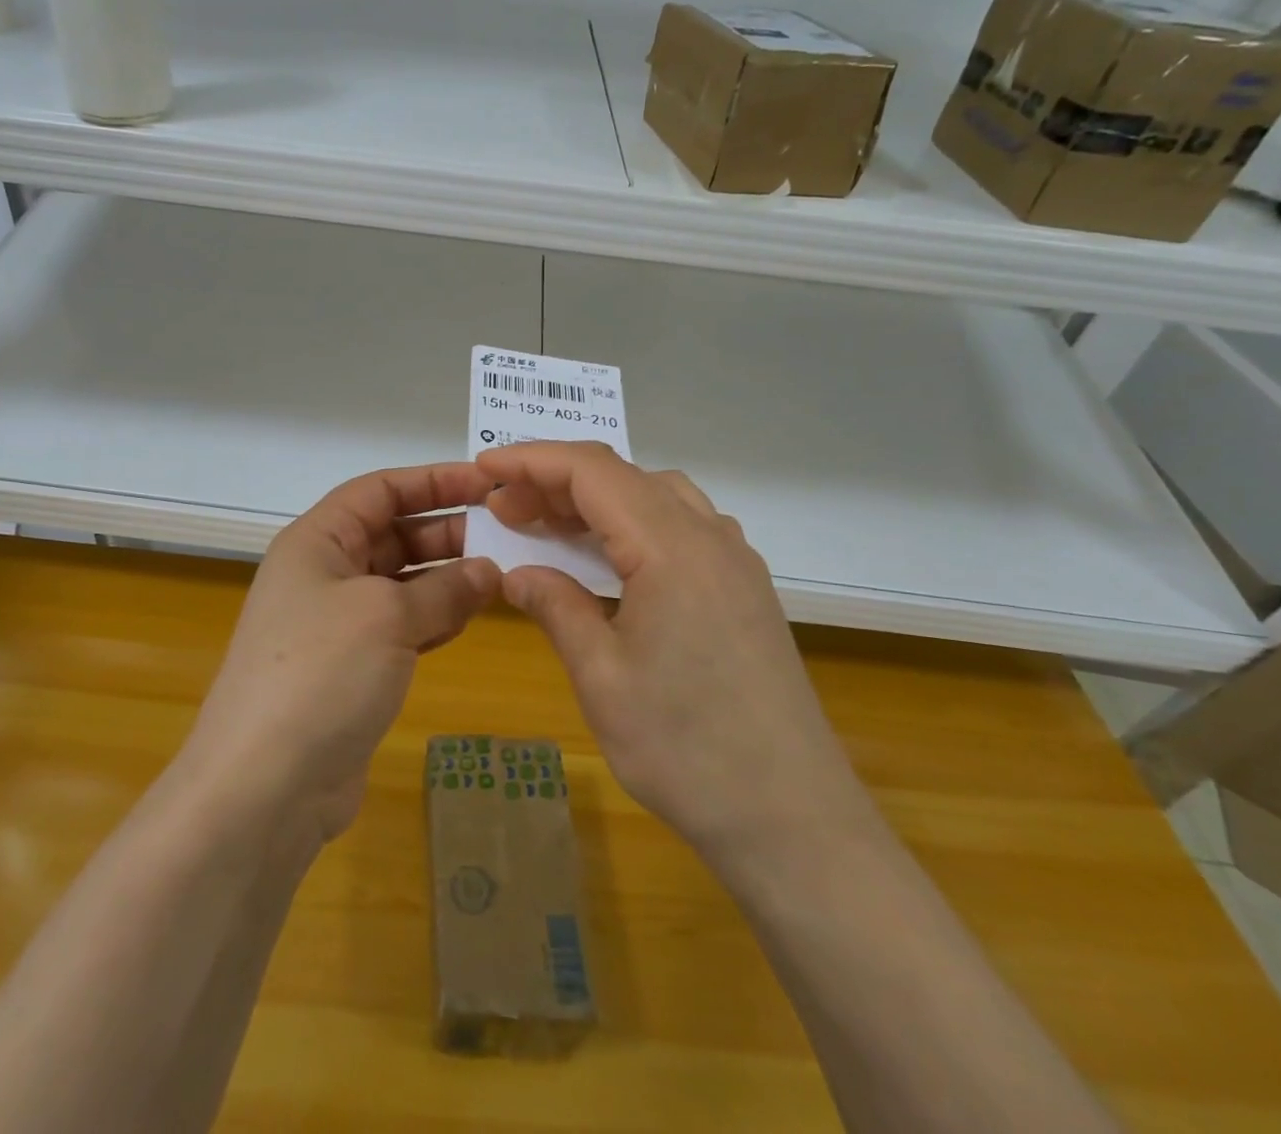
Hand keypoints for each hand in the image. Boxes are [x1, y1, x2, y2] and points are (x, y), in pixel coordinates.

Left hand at [180, 463, 500, 847]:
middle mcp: (324, 573)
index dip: (433, 480)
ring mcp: (336, 623)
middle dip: (446, 532)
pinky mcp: (351, 667)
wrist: (264, 787)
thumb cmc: (321, 674)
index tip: (486, 484)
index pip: (380, 490)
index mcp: (317, 541)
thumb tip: (489, 572)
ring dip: (446, 578)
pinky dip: (434, 618)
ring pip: (401, 582)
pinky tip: (469, 619)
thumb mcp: (387, 616)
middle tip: (507, 536)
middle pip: (392, 533)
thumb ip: (444, 589)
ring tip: (500, 578)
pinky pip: (401, 626)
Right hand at [478, 442, 865, 859]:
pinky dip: (634, 523)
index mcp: (672, 547)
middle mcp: (710, 537)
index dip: (533, 460)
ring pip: (657, 495)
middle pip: (624, 477)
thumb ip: (557, 607)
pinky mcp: (746, 589)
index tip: (486, 467)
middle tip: (505, 509)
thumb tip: (517, 573)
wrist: (794, 820)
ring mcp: (735, 562)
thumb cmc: (686, 750)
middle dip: (558, 481)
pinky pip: (683, 526)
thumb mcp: (602, 678)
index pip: (592, 472)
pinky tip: (612, 560)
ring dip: (599, 499)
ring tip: (550, 527)